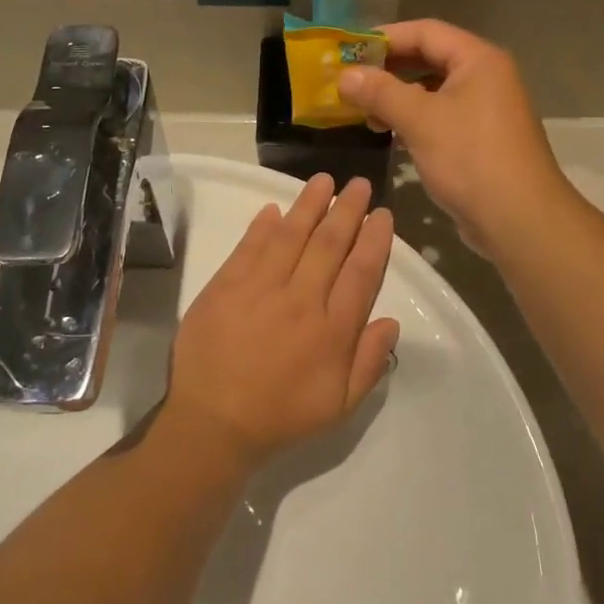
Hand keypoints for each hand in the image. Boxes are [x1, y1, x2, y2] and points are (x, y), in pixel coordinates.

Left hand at [165, 175, 398, 468]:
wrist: (213, 423)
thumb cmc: (281, 416)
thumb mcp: (339, 406)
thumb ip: (369, 363)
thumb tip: (390, 320)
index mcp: (332, 331)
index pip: (361, 273)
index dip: (374, 240)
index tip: (382, 215)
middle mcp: (300, 301)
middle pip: (329, 245)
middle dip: (347, 210)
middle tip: (359, 184)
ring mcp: (259, 290)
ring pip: (290, 236)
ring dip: (309, 205)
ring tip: (323, 180)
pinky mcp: (224, 287)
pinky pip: (249, 248)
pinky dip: (262, 226)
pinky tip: (273, 209)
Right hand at [337, 20, 572, 255]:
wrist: (519, 219)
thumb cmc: (470, 159)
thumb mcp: (420, 120)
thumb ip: (380, 92)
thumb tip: (345, 75)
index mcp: (478, 60)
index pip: (426, 31)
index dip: (385, 37)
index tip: (348, 50)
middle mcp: (486, 77)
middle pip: (430, 58)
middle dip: (389, 68)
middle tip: (350, 80)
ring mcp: (485, 109)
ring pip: (433, 90)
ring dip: (397, 96)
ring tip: (364, 110)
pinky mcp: (480, 139)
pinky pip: (440, 116)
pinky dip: (413, 118)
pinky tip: (389, 132)